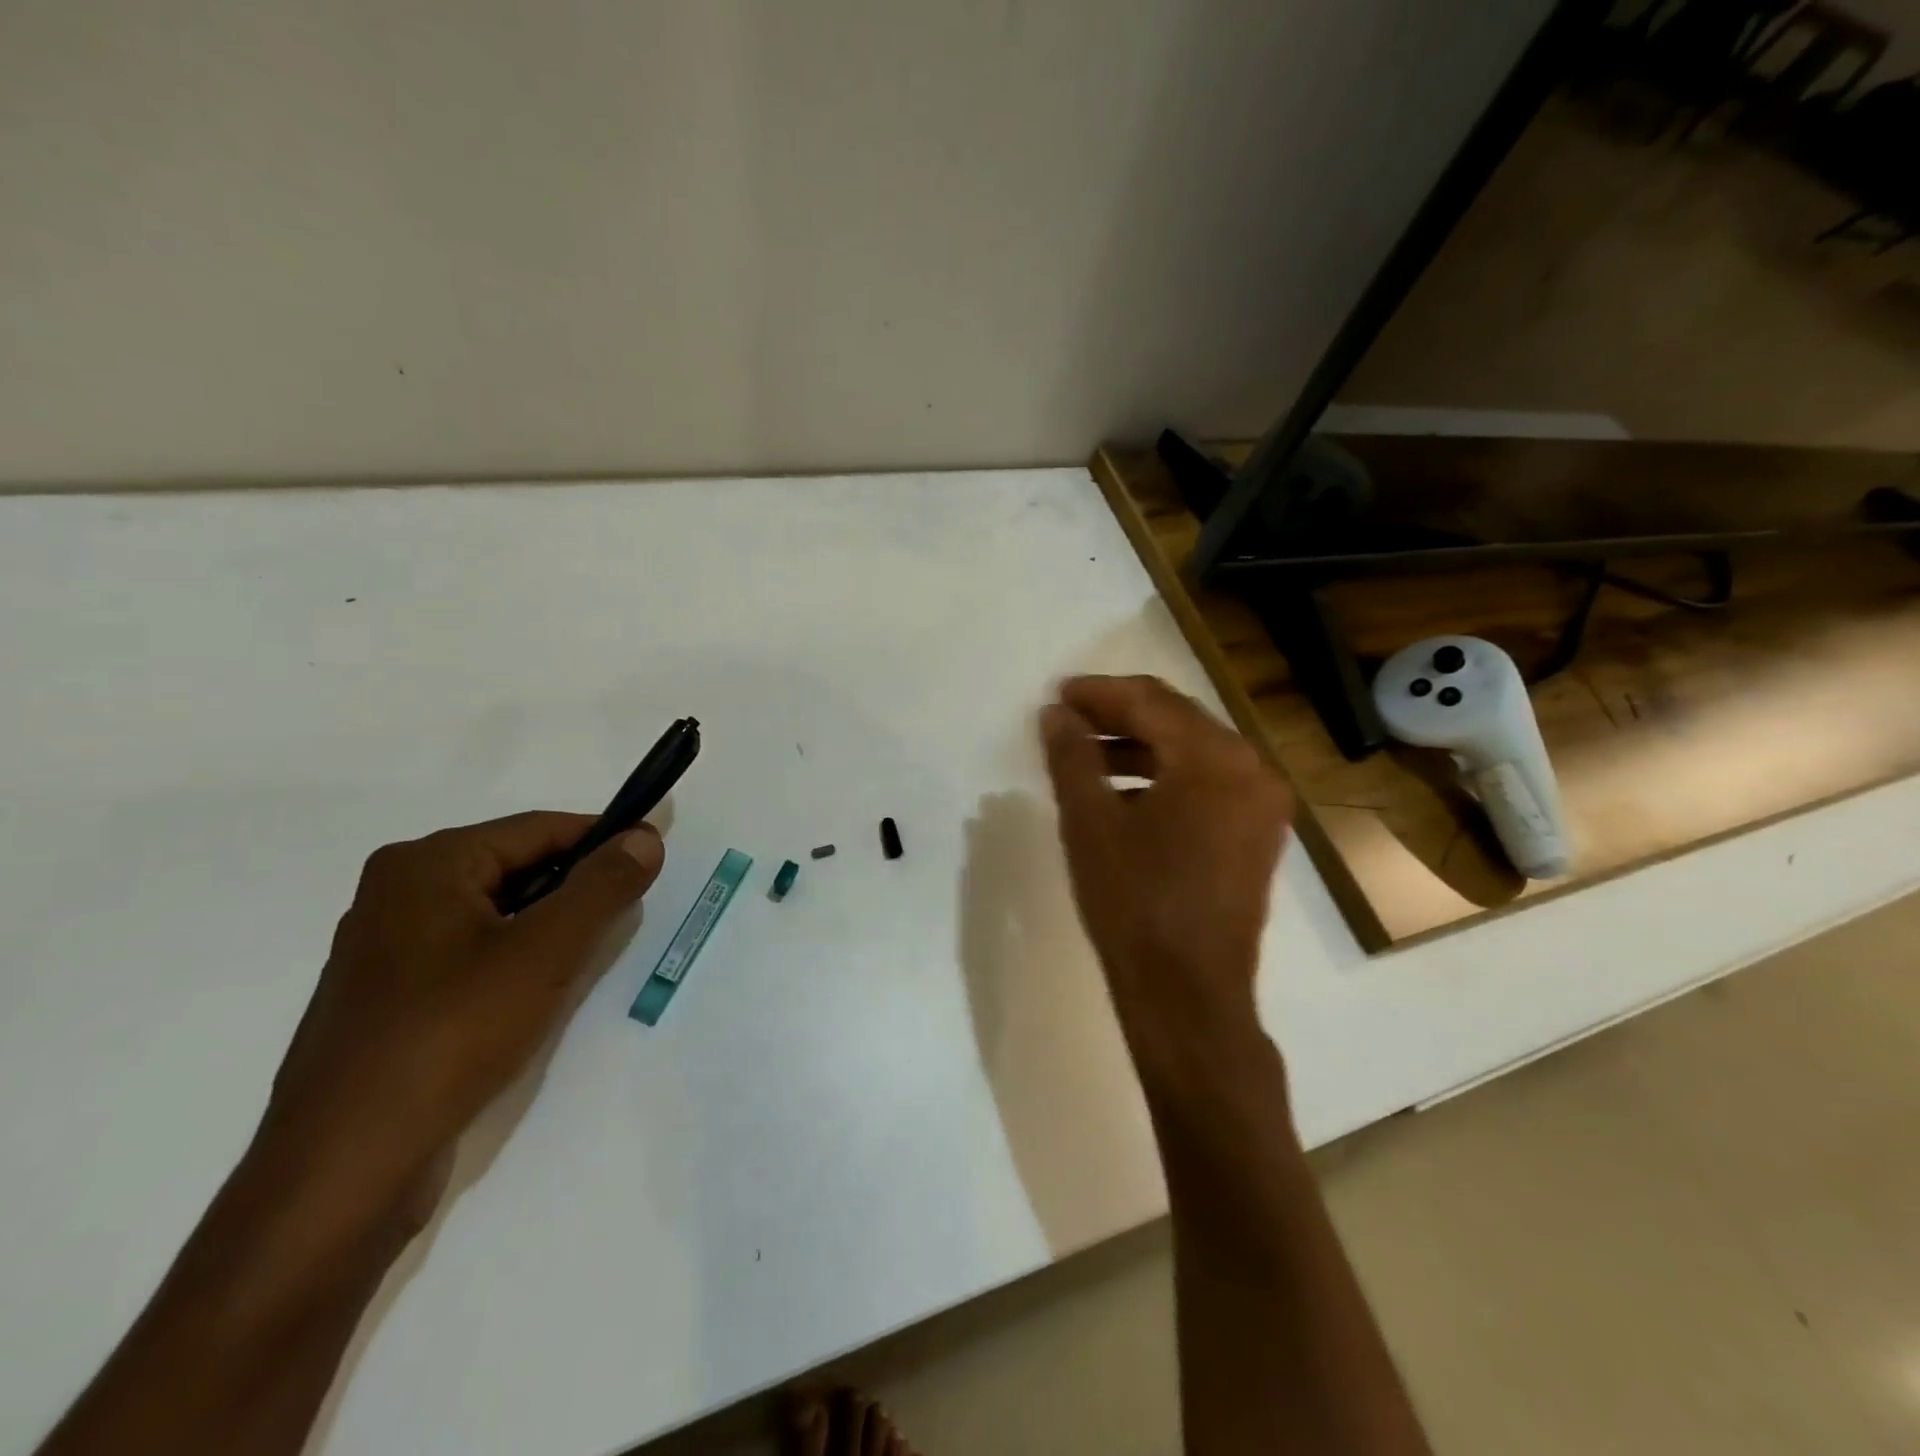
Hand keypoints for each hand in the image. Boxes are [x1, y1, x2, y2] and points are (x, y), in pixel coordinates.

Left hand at [263, 812, 663, 1226]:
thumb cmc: (452, 1035)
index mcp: (426, 864)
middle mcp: (397, 893)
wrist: (346, 1169)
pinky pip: (472, 953)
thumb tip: (645, 837)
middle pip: (516, 868)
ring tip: (585, 960)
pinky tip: (536, 996)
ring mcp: (387, 949)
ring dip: (548, 928)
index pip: (540, 828)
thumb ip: (603, 886)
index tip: (652, 860)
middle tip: (623, 919)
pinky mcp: (389, 998)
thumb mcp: (547, 951)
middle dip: (575, 889)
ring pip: (497, 914)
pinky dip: (515, 961)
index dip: (603, 840)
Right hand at [1040, 676, 1291, 1081]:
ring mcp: (1261, 807)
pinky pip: (1206, 787)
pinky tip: (1121, 795)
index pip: (1152, 702)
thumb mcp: (1090, 822)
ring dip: (1138, 749)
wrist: (1187, 995)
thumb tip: (1056, 715)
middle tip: (1067, 719)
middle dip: (1119, 716)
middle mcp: (1252, 771)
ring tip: (1085, 758)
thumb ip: (1072, 756)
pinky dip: (1163, 780)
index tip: (1057, 694)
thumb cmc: (1134, 902)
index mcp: (1217, 758)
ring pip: (1192, 755)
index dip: (1099, 694)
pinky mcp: (1256, 838)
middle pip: (1178, 722)